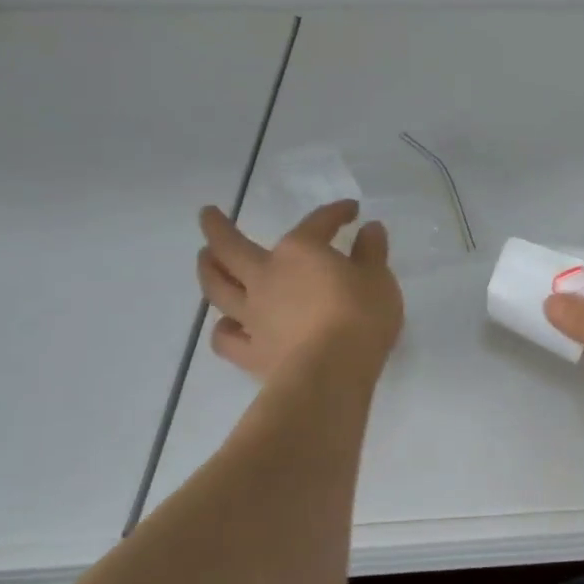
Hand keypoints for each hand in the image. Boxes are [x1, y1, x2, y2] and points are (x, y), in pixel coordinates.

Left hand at [196, 200, 403, 382]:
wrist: (331, 372)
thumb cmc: (360, 317)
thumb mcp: (379, 278)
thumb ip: (372, 252)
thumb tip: (370, 228)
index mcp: (301, 251)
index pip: (318, 222)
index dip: (336, 213)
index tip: (351, 211)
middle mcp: (267, 276)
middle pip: (232, 247)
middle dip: (218, 227)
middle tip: (208, 215)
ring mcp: (253, 315)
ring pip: (218, 287)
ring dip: (208, 269)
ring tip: (204, 258)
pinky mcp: (250, 352)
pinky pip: (226, 338)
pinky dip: (224, 328)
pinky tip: (228, 325)